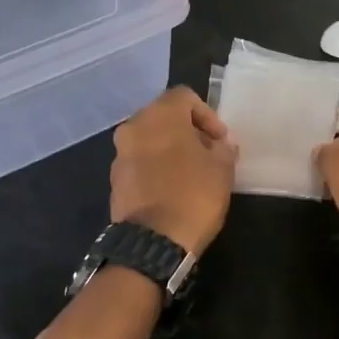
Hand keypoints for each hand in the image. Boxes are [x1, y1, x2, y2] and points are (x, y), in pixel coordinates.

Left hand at [110, 86, 238, 255]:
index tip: (220, 140)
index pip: (184, 97)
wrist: (153, 242)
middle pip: (164, 116)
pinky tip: (173, 188)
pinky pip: (139, 162)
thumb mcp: (222, 169)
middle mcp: (134, 127)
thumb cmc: (193, 195)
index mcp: (159, 115)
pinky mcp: (114, 179)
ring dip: (170, 148)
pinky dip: (156, 167)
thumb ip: (223, 148)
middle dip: (187, 131)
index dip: (207, 114)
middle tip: (208, 152)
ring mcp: (120, 154)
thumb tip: (219, 144)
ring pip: (150, 139)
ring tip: (192, 172)